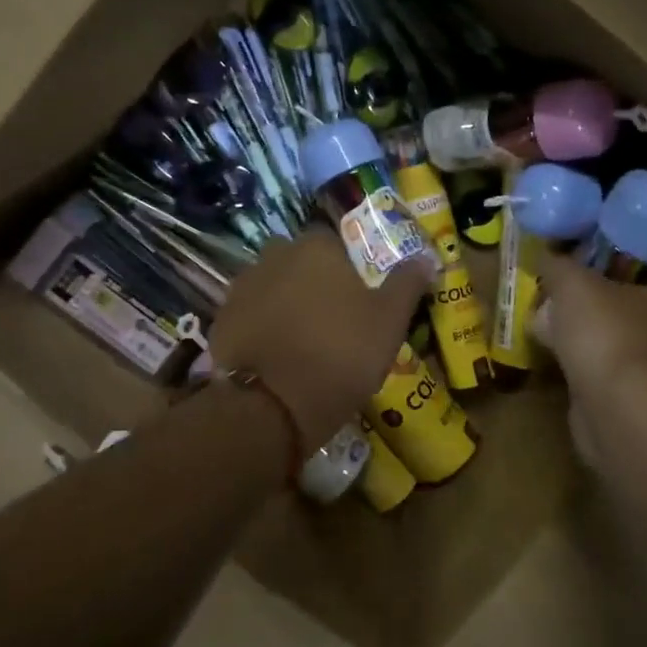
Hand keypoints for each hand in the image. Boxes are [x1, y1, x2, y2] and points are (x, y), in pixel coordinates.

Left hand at [212, 231, 433, 448]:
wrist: (273, 406)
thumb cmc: (341, 353)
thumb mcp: (390, 321)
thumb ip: (407, 283)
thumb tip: (426, 258)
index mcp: (316, 247)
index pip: (334, 241)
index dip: (347, 266)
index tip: (357, 296)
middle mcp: (274, 255)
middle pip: (299, 261)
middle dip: (312, 280)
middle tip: (332, 318)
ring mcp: (242, 287)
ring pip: (272, 286)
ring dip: (285, 302)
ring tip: (303, 340)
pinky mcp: (221, 319)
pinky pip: (250, 314)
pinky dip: (261, 327)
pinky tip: (276, 354)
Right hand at [529, 248, 646, 398]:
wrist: (618, 408)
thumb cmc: (603, 332)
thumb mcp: (572, 282)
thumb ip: (558, 265)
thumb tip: (546, 256)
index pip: (633, 272)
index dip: (601, 266)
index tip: (570, 265)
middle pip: (613, 307)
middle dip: (582, 305)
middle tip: (547, 298)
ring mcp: (641, 367)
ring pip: (600, 341)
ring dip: (574, 339)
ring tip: (540, 330)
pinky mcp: (621, 399)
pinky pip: (590, 372)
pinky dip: (572, 368)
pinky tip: (549, 362)